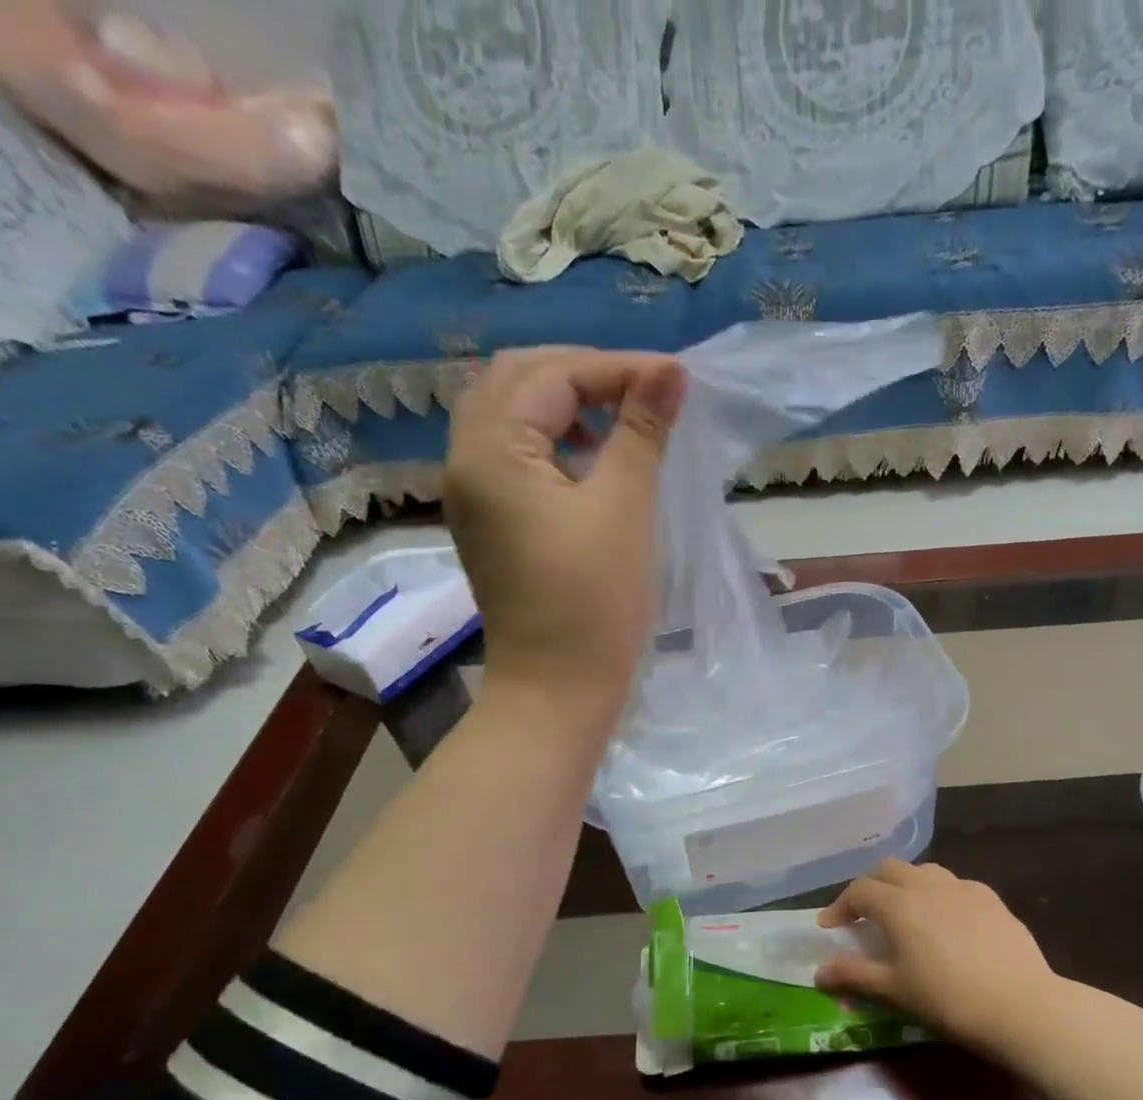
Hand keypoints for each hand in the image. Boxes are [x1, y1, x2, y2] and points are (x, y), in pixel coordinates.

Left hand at [444, 346, 686, 708]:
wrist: (558, 688)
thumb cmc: (594, 602)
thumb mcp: (624, 508)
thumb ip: (642, 430)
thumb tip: (670, 371)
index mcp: (492, 451)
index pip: (551, 375)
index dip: (616, 368)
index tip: (676, 378)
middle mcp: (467, 461)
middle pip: (515, 381)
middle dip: (582, 374)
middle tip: (644, 389)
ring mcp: (473, 494)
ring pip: (510, 414)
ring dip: (564, 402)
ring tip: (621, 417)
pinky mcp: (489, 521)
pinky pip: (512, 453)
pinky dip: (551, 438)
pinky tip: (592, 457)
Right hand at [816, 859, 1059, 1059]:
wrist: (1020, 1005)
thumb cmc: (947, 999)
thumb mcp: (894, 990)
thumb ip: (854, 975)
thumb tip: (819, 971)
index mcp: (898, 904)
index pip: (859, 890)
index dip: (840, 906)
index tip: (830, 926)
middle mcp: (927, 885)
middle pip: (890, 869)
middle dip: (871, 886)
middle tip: (864, 914)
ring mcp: (963, 888)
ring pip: (925, 872)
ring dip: (907, 885)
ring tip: (906, 913)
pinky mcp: (992, 899)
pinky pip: (956, 886)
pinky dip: (940, 896)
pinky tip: (948, 922)